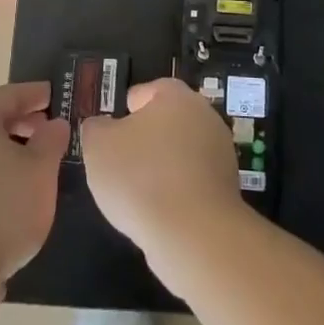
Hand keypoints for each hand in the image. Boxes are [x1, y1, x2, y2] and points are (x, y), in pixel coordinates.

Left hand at [0, 82, 68, 307]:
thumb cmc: (1, 209)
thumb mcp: (40, 170)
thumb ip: (51, 140)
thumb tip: (55, 123)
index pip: (9, 94)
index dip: (35, 93)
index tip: (56, 94)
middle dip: (23, 121)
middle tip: (51, 128)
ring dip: (11, 149)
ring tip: (39, 163)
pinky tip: (16, 192)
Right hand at [80, 78, 243, 264]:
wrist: (193, 234)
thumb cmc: (140, 177)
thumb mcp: (98, 146)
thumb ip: (96, 128)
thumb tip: (102, 126)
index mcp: (177, 97)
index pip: (149, 90)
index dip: (127, 108)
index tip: (112, 131)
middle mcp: (205, 117)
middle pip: (168, 121)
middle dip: (146, 138)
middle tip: (120, 161)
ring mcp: (221, 153)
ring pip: (181, 152)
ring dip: (162, 166)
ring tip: (136, 192)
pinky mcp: (228, 188)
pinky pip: (193, 181)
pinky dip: (177, 191)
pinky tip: (158, 211)